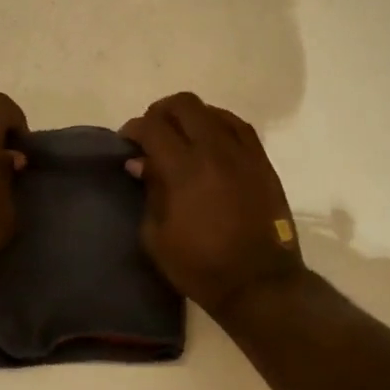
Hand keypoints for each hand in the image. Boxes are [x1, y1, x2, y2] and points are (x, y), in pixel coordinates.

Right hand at [121, 92, 303, 317]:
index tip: (126, 141)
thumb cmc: (200, 265)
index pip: (153, 127)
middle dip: (160, 112)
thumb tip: (140, 163)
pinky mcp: (262, 163)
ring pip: (213, 111)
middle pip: (184, 105)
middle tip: (152, 132)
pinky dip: (219, 124)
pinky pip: (239, 127)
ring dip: (191, 116)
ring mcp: (243, 154)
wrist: (259, 283)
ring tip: (181, 135)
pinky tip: (211, 139)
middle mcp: (214, 151)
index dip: (134, 128)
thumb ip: (148, 191)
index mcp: (184, 169)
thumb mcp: (157, 236)